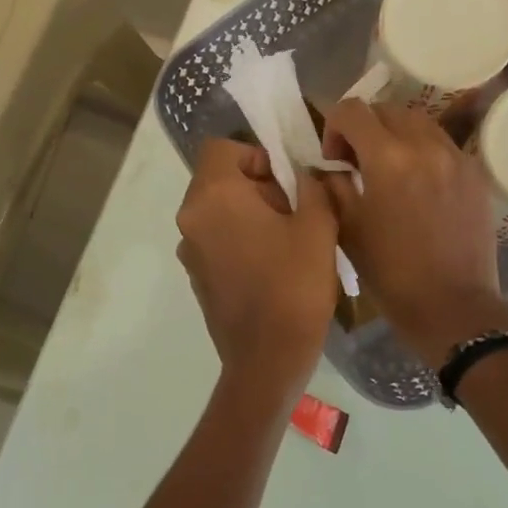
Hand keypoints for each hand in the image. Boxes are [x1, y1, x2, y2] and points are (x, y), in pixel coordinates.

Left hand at [176, 139, 338, 389]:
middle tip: (295, 212)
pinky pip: (217, 239)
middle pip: (219, 179)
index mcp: (213, 197)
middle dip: (258, 186)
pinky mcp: (196, 276)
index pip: (222, 149)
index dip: (256, 156)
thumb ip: (311, 186)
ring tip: (288, 241)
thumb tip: (302, 174)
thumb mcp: (317, 226)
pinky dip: (240, 239)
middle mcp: (191, 218)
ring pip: (219, 210)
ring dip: (250, 214)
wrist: (267, 359)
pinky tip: (272, 266)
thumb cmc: (293, 286)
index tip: (286, 183)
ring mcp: (190, 250)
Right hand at [321, 100, 507, 368]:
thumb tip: (329, 165)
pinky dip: (422, 151)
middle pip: (386, 109)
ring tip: (388, 169)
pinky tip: (417, 184)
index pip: (352, 110)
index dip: (333, 126)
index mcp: (388, 158)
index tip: (333, 157)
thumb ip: (332, 184)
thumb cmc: (390, 272)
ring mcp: (456, 157)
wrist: (451, 305)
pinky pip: (442, 144)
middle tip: (356, 161)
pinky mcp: (475, 173)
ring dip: (395, 134)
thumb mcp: (347, 227)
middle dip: (364, 128)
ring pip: (418, 121)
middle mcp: (425, 145)